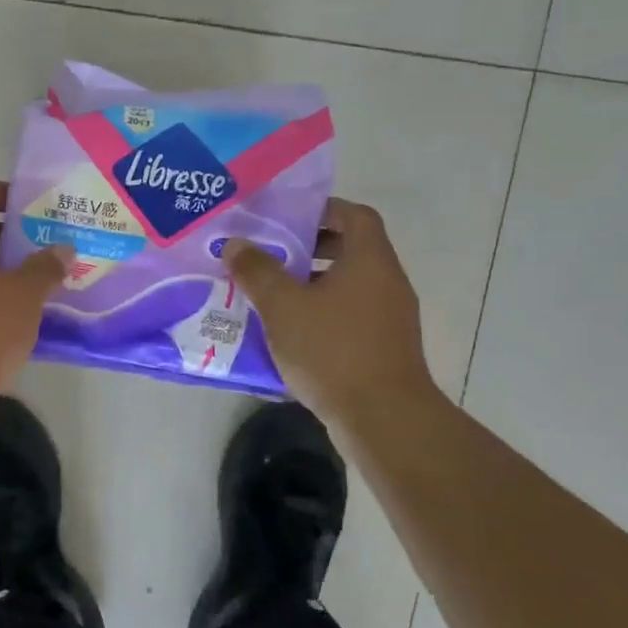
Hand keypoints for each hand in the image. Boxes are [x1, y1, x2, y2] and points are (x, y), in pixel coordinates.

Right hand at [225, 198, 442, 423]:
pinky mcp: (386, 348)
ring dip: (313, 285)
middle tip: (271, 256)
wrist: (383, 417)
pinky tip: (292, 334)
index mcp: (369, 260)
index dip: (322, 209)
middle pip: (351, 249)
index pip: (354, 214)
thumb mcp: (283, 307)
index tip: (286, 219)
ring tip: (273, 295)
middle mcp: (387, 281)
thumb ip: (258, 271)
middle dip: (310, 249)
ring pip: (349, 286)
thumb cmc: (333, 350)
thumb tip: (236, 244)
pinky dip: (324, 314)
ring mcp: (391, 317)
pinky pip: (351, 316)